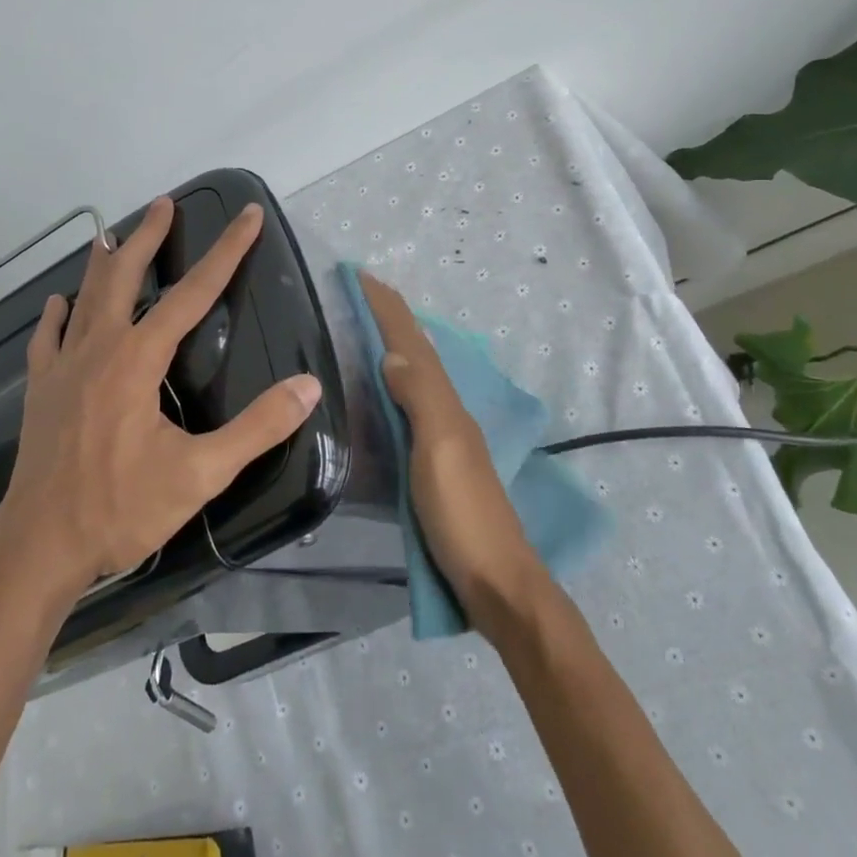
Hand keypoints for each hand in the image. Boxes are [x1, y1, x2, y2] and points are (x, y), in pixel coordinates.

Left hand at [0, 197, 322, 597]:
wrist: (39, 545)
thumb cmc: (121, 508)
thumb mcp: (201, 474)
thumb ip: (257, 428)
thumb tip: (308, 386)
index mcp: (138, 360)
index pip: (193, 293)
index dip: (226, 252)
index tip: (247, 216)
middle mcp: (99, 349)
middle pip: (124, 277)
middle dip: (148, 237)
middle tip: (164, 205)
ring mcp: (63, 367)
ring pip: (85, 298)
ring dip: (101, 263)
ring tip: (110, 234)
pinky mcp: (40, 390)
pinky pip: (47, 338)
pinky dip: (56, 315)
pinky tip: (58, 303)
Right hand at [358, 271, 545, 636]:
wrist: (495, 581)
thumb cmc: (463, 515)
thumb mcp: (440, 451)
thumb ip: (420, 399)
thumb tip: (392, 352)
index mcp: (446, 404)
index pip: (413, 344)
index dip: (388, 309)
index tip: (361, 276)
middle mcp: (447, 412)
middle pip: (418, 352)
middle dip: (392, 319)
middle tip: (363, 293)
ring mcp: (444, 439)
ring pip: (417, 376)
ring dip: (395, 345)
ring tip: (370, 326)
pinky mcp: (436, 464)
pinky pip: (413, 405)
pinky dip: (397, 383)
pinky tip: (388, 389)